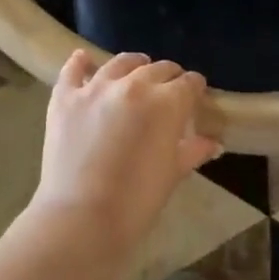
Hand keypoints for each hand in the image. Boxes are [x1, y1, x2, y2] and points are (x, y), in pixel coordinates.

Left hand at [29, 50, 221, 261]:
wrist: (81, 219)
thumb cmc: (137, 201)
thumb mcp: (172, 174)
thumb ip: (193, 151)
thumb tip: (213, 143)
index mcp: (166, 102)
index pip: (189, 83)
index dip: (195, 88)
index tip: (196, 96)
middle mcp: (133, 85)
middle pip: (158, 68)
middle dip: (169, 77)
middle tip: (169, 91)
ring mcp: (96, 88)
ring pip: (121, 63)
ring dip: (134, 65)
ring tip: (137, 71)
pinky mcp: (65, 98)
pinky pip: (73, 70)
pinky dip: (80, 63)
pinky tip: (84, 59)